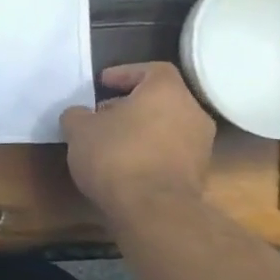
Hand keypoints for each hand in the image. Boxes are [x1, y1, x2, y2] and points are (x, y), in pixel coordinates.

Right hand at [60, 62, 214, 219]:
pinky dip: (150, 151)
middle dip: (130, 104)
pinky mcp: (199, 173)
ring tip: (110, 142)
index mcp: (166, 92)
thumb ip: (78, 115)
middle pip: (161, 99)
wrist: (154, 209)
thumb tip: (80, 115)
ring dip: (141, 129)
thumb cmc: (116, 155)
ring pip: (167, 125)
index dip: (126, 73)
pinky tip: (125, 165)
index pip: (153, 69)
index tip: (102, 83)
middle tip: (102, 115)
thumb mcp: (79, 130)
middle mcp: (192, 113)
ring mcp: (200, 145)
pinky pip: (171, 151)